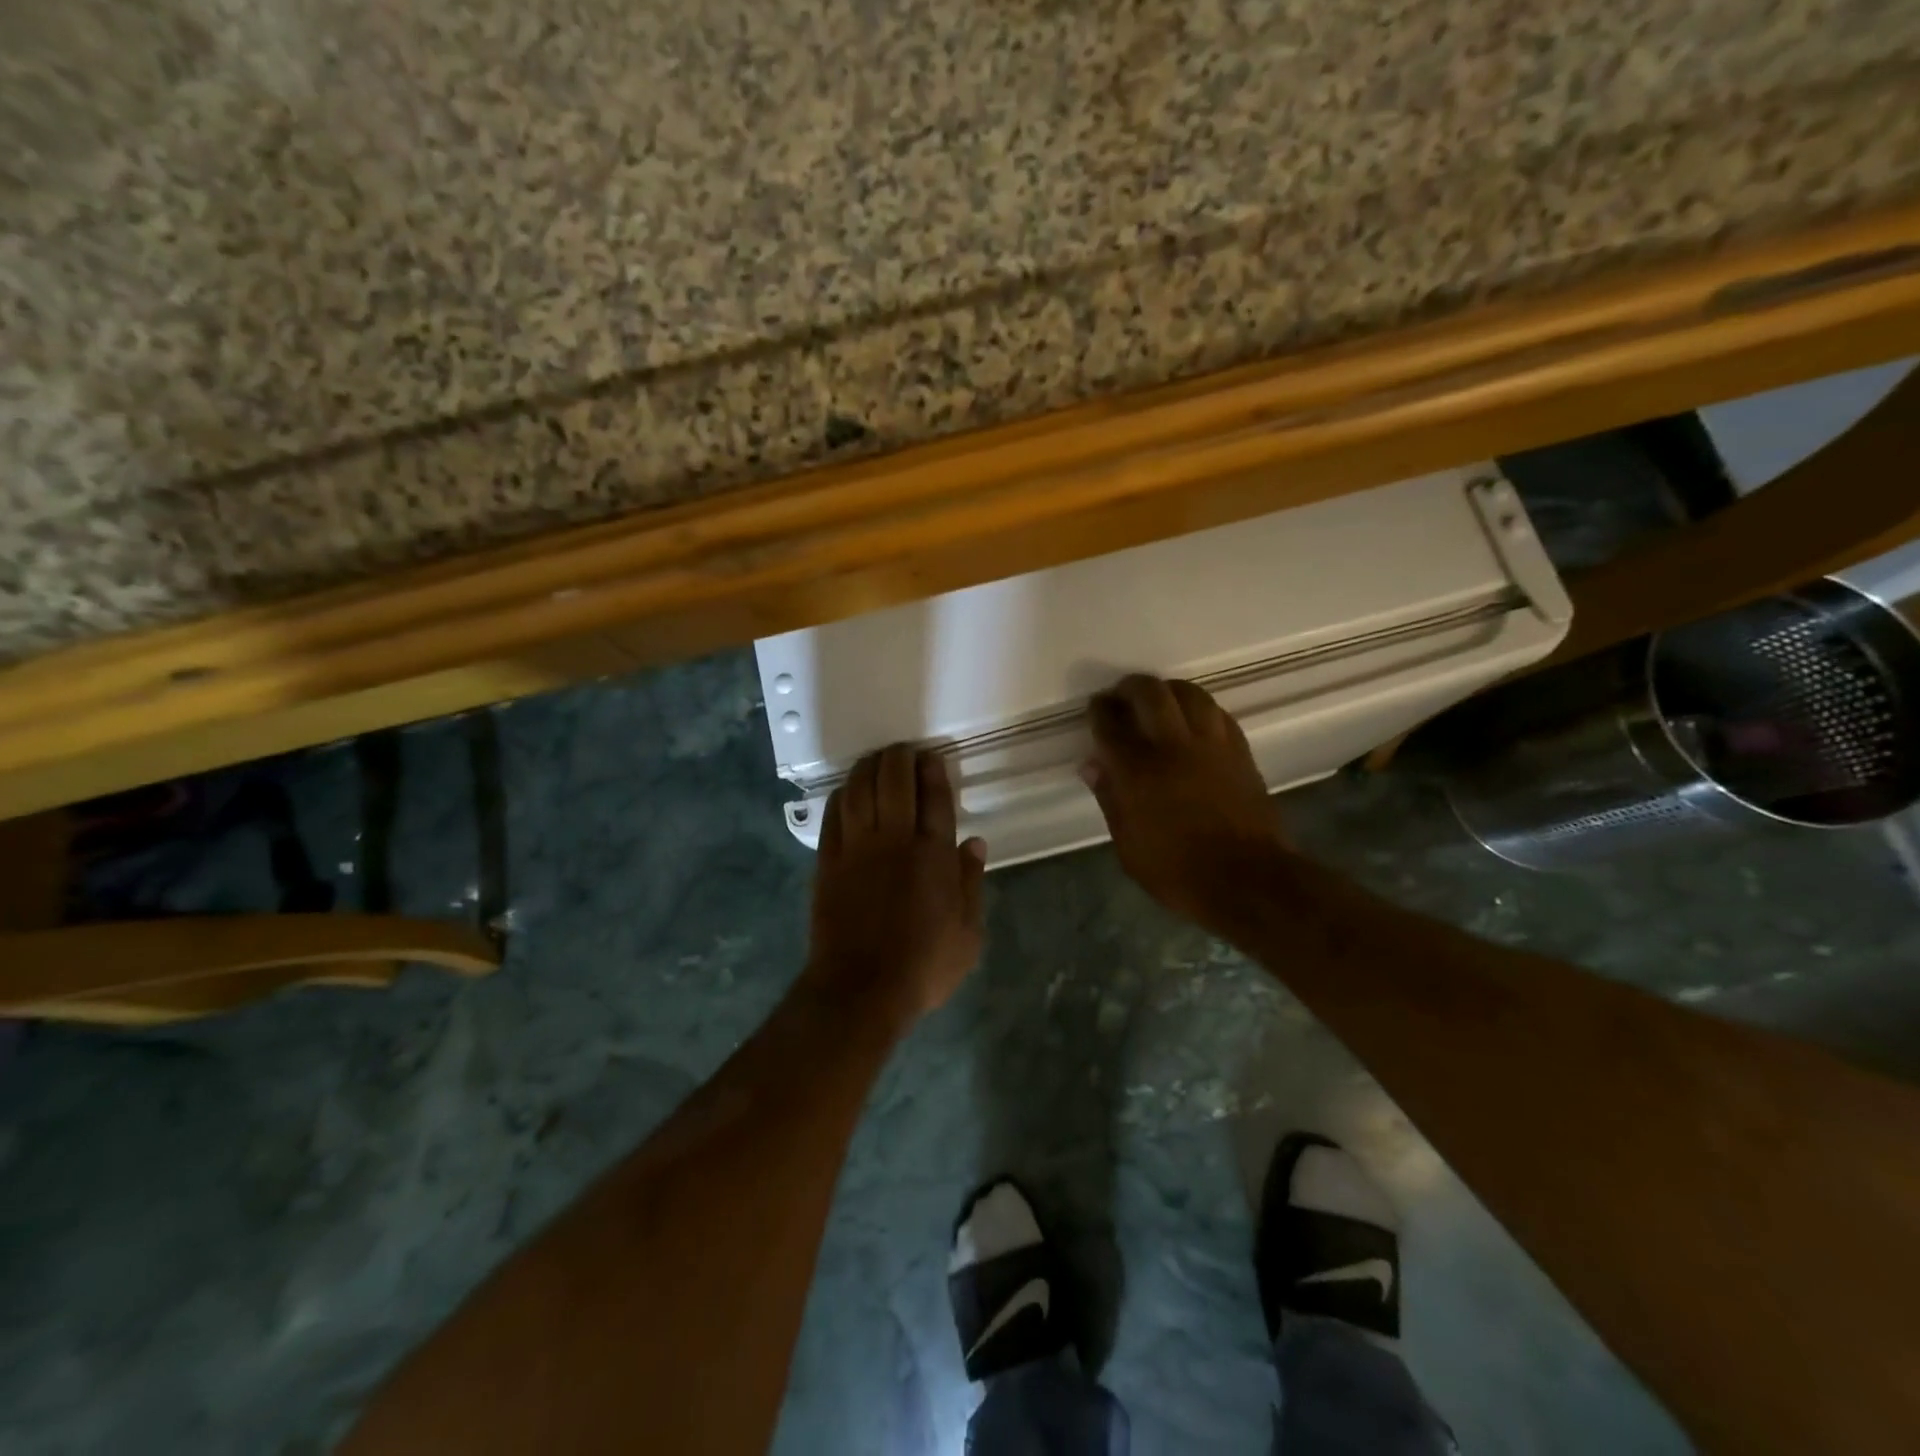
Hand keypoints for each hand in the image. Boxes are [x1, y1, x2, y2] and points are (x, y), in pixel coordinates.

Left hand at [803, 744, 986, 1023]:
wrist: (860, 989)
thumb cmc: (923, 966)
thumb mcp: (968, 935)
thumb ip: (971, 885)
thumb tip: (975, 844)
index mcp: (933, 856)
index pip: (935, 799)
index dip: (933, 771)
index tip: (931, 757)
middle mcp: (895, 841)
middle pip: (894, 782)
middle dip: (899, 758)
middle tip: (903, 751)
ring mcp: (857, 849)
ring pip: (860, 791)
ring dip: (868, 768)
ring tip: (875, 759)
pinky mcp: (828, 862)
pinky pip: (832, 816)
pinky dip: (840, 796)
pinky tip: (845, 790)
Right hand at [1081, 675, 1287, 933]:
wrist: (1248, 880)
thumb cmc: (1178, 871)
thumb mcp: (1128, 846)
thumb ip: (1109, 799)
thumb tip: (1092, 765)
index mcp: (1137, 772)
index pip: (1110, 724)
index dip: (1099, 710)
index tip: (1096, 708)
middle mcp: (1172, 747)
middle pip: (1150, 693)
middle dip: (1130, 687)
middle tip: (1122, 695)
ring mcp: (1211, 745)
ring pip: (1189, 694)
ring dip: (1168, 690)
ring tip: (1159, 699)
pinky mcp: (1240, 751)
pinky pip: (1217, 713)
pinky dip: (1199, 708)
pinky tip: (1193, 718)